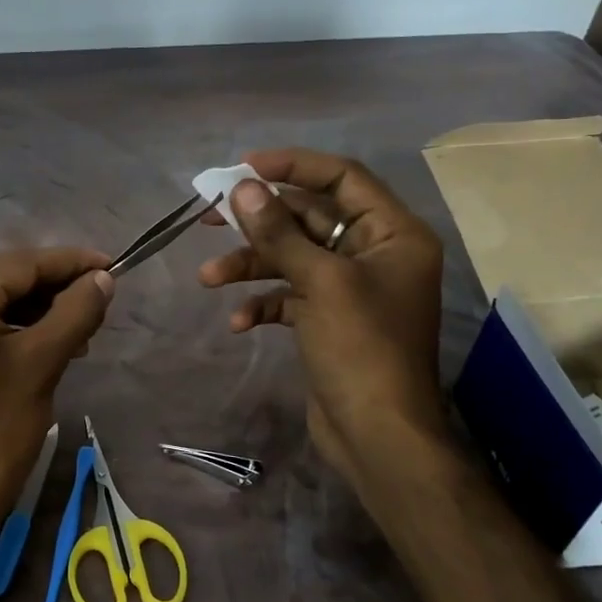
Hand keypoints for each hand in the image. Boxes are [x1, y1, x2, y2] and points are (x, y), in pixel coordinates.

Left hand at [0, 248, 114, 550]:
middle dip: (55, 289)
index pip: (19, 264)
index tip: (113, 265)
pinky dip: (14, 331)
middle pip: (4, 280)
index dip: (70, 262)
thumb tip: (102, 278)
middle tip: (101, 303)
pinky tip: (49, 345)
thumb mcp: (40, 365)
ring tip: (83, 332)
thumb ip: (74, 312)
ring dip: (38, 312)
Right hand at [198, 150, 448, 483]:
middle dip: (259, 221)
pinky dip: (263, 302)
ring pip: (293, 258)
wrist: (378, 437)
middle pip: (309, 217)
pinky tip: (239, 322)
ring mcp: (350, 289)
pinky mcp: (328, 320)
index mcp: (392, 233)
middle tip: (210, 216)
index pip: (342, 177)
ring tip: (209, 279)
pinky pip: (290, 296)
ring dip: (251, 265)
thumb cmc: (361, 349)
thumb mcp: (320, 283)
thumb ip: (279, 232)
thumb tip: (243, 189)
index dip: (293, 165)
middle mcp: (374, 253)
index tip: (243, 168)